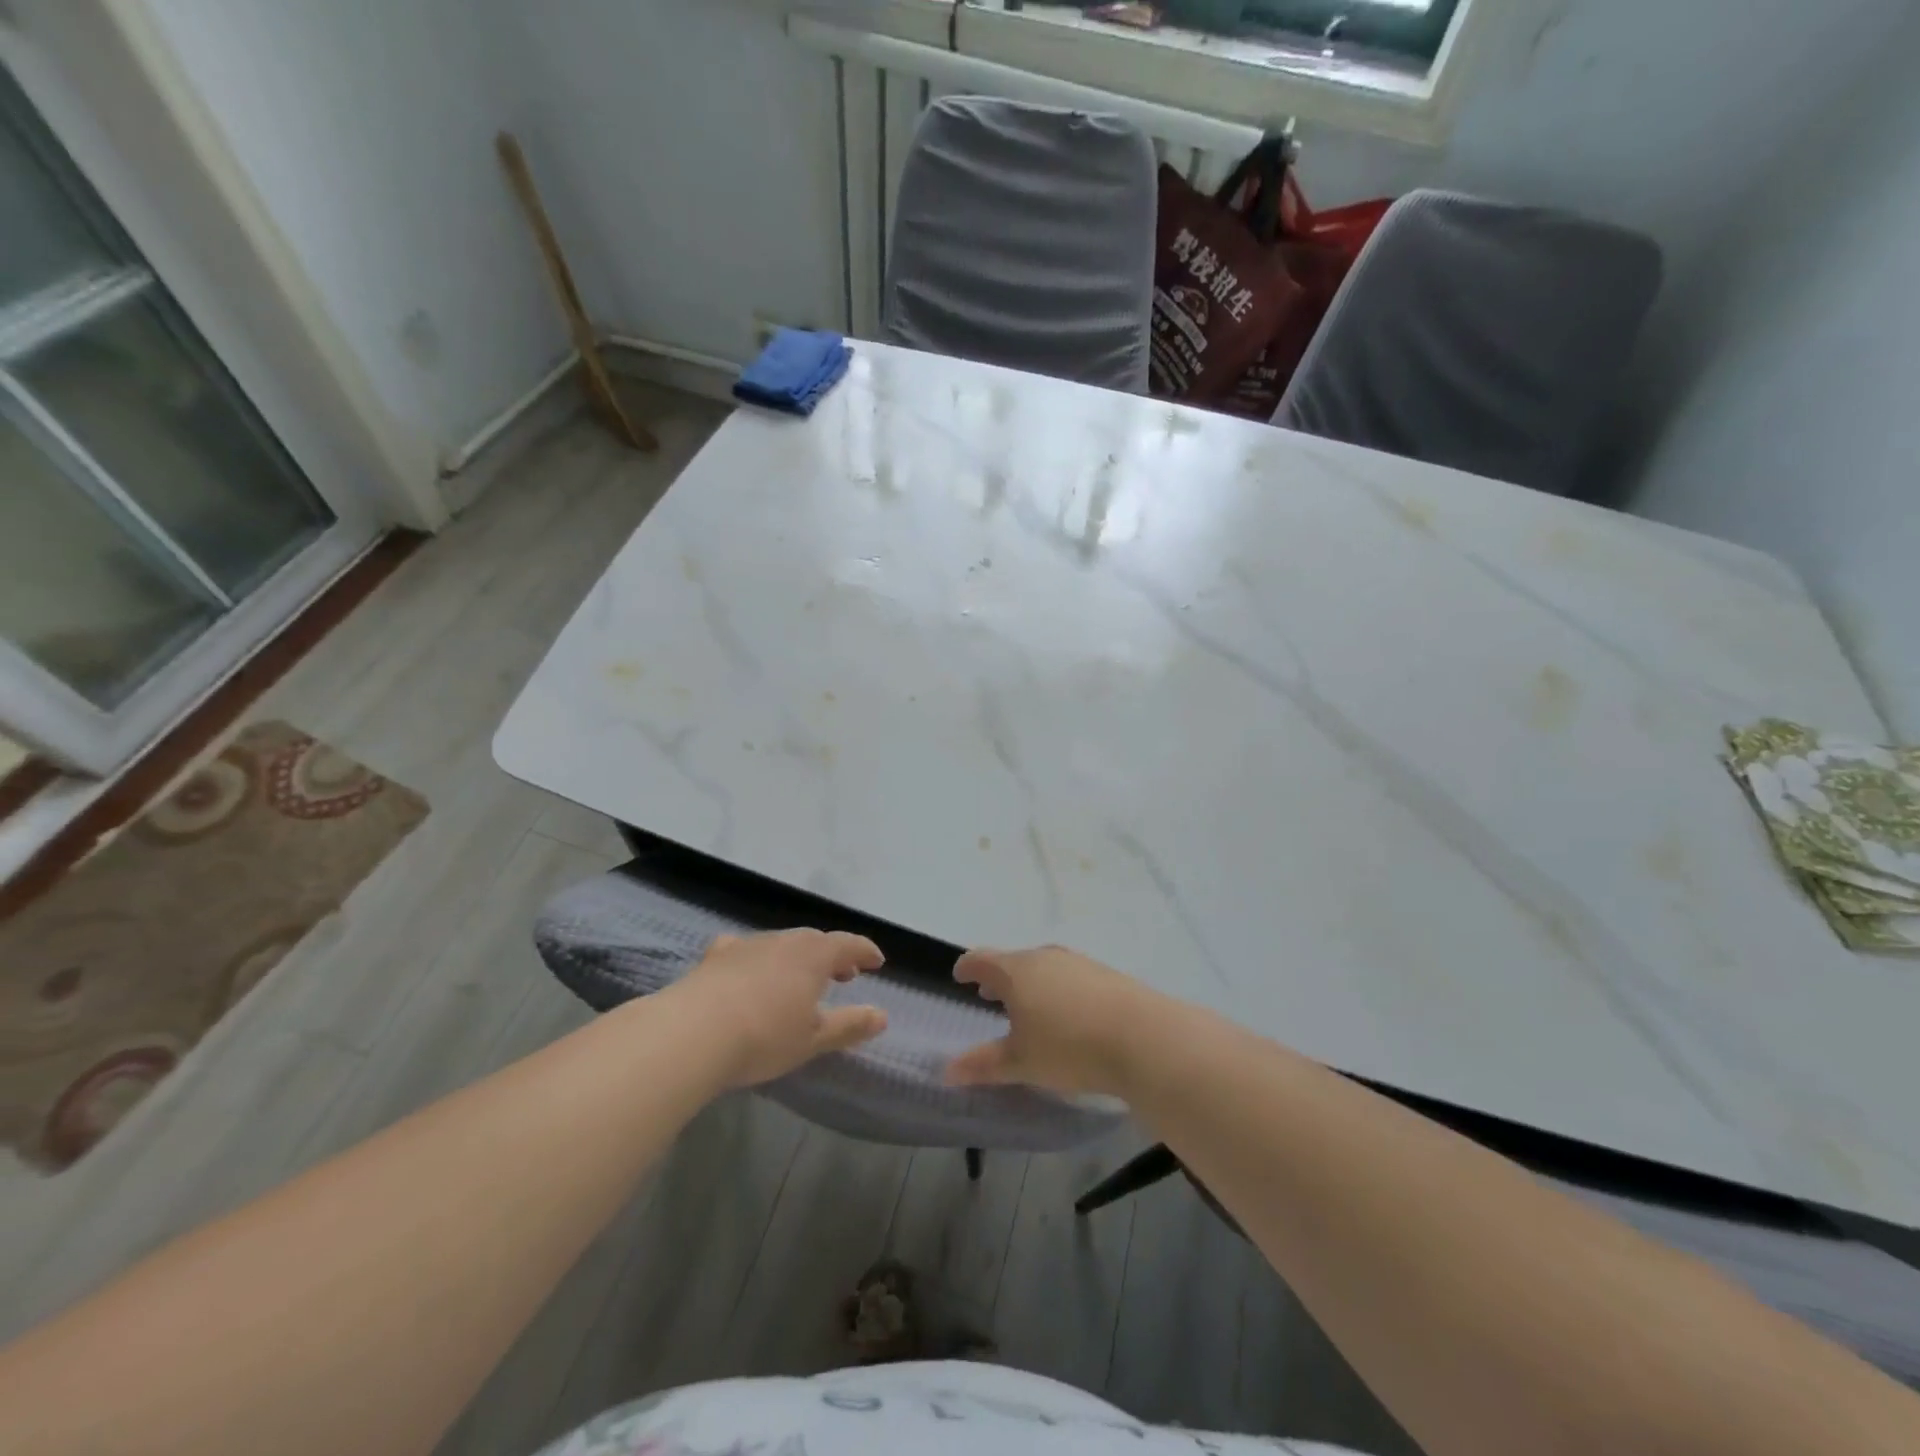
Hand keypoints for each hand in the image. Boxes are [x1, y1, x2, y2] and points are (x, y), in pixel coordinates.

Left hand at [671, 930, 888, 1087]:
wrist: (692, 1034)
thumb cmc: (764, 1037)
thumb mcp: (813, 1039)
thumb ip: (849, 1025)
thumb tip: (882, 1016)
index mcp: (814, 956)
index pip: (848, 944)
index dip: (864, 951)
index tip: (877, 962)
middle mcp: (783, 941)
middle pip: (815, 940)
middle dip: (832, 955)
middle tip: (843, 975)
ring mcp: (747, 945)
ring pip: (781, 943)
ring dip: (797, 957)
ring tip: (799, 979)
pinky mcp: (716, 957)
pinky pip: (744, 950)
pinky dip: (756, 958)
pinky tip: (747, 969)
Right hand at [946, 945, 1157, 1095]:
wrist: (1143, 1037)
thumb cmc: (1069, 1047)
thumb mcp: (1021, 1062)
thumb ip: (983, 1064)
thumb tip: (946, 1071)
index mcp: (1017, 971)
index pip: (982, 959)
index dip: (968, 967)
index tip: (959, 975)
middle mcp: (1045, 958)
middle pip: (1014, 961)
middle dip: (999, 977)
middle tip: (989, 994)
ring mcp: (1078, 963)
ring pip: (1044, 968)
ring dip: (1030, 983)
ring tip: (1027, 1005)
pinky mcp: (1105, 975)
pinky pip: (1069, 977)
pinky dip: (1057, 989)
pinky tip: (1067, 1013)